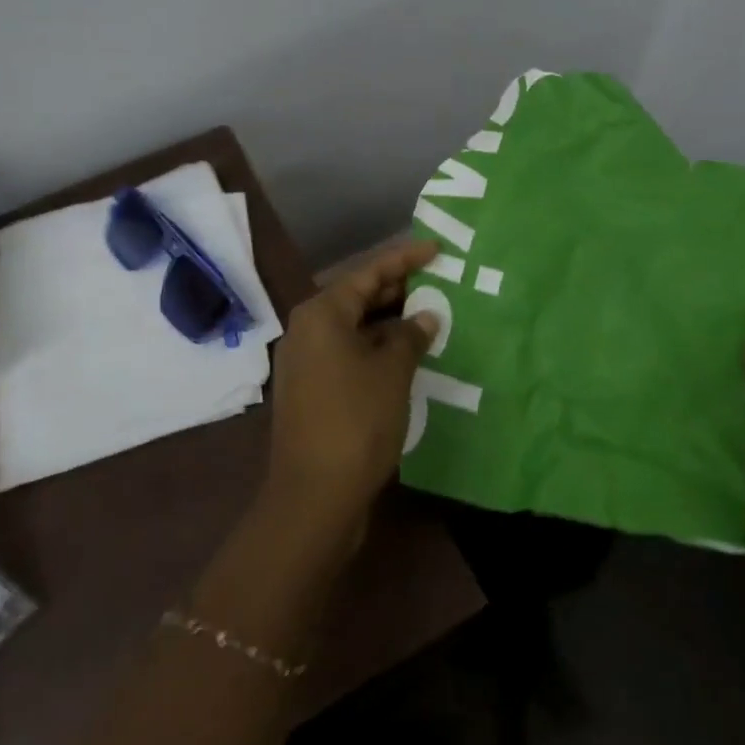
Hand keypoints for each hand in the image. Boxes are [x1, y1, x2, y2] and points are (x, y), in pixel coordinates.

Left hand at [263, 240, 440, 542]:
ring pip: (353, 328)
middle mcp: (307, 330)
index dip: (404, 259)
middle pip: (357, 297)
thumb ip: (410, 336)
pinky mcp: (311, 389)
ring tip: (430, 316)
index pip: (368, 273)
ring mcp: (305, 361)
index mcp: (321, 314)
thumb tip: (425, 316)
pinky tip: (406, 356)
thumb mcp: (392, 372)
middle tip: (438, 282)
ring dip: (389, 323)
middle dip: (397, 290)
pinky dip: (376, 348)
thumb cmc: (356, 421)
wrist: (314, 496)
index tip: (435, 248)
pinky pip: (348, 353)